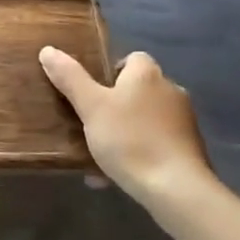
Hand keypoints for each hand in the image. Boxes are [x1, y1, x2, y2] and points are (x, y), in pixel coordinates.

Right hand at [40, 48, 214, 206]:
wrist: (177, 189)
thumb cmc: (130, 140)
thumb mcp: (91, 107)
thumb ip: (70, 78)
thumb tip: (48, 50)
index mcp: (147, 74)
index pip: (131, 58)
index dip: (110, 71)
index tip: (92, 92)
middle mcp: (170, 90)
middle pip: (138, 90)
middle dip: (116, 106)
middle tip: (91, 124)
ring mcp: (184, 121)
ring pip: (146, 120)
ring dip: (125, 133)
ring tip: (100, 156)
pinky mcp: (191, 150)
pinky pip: (157, 145)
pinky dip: (139, 154)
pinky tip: (118, 176)